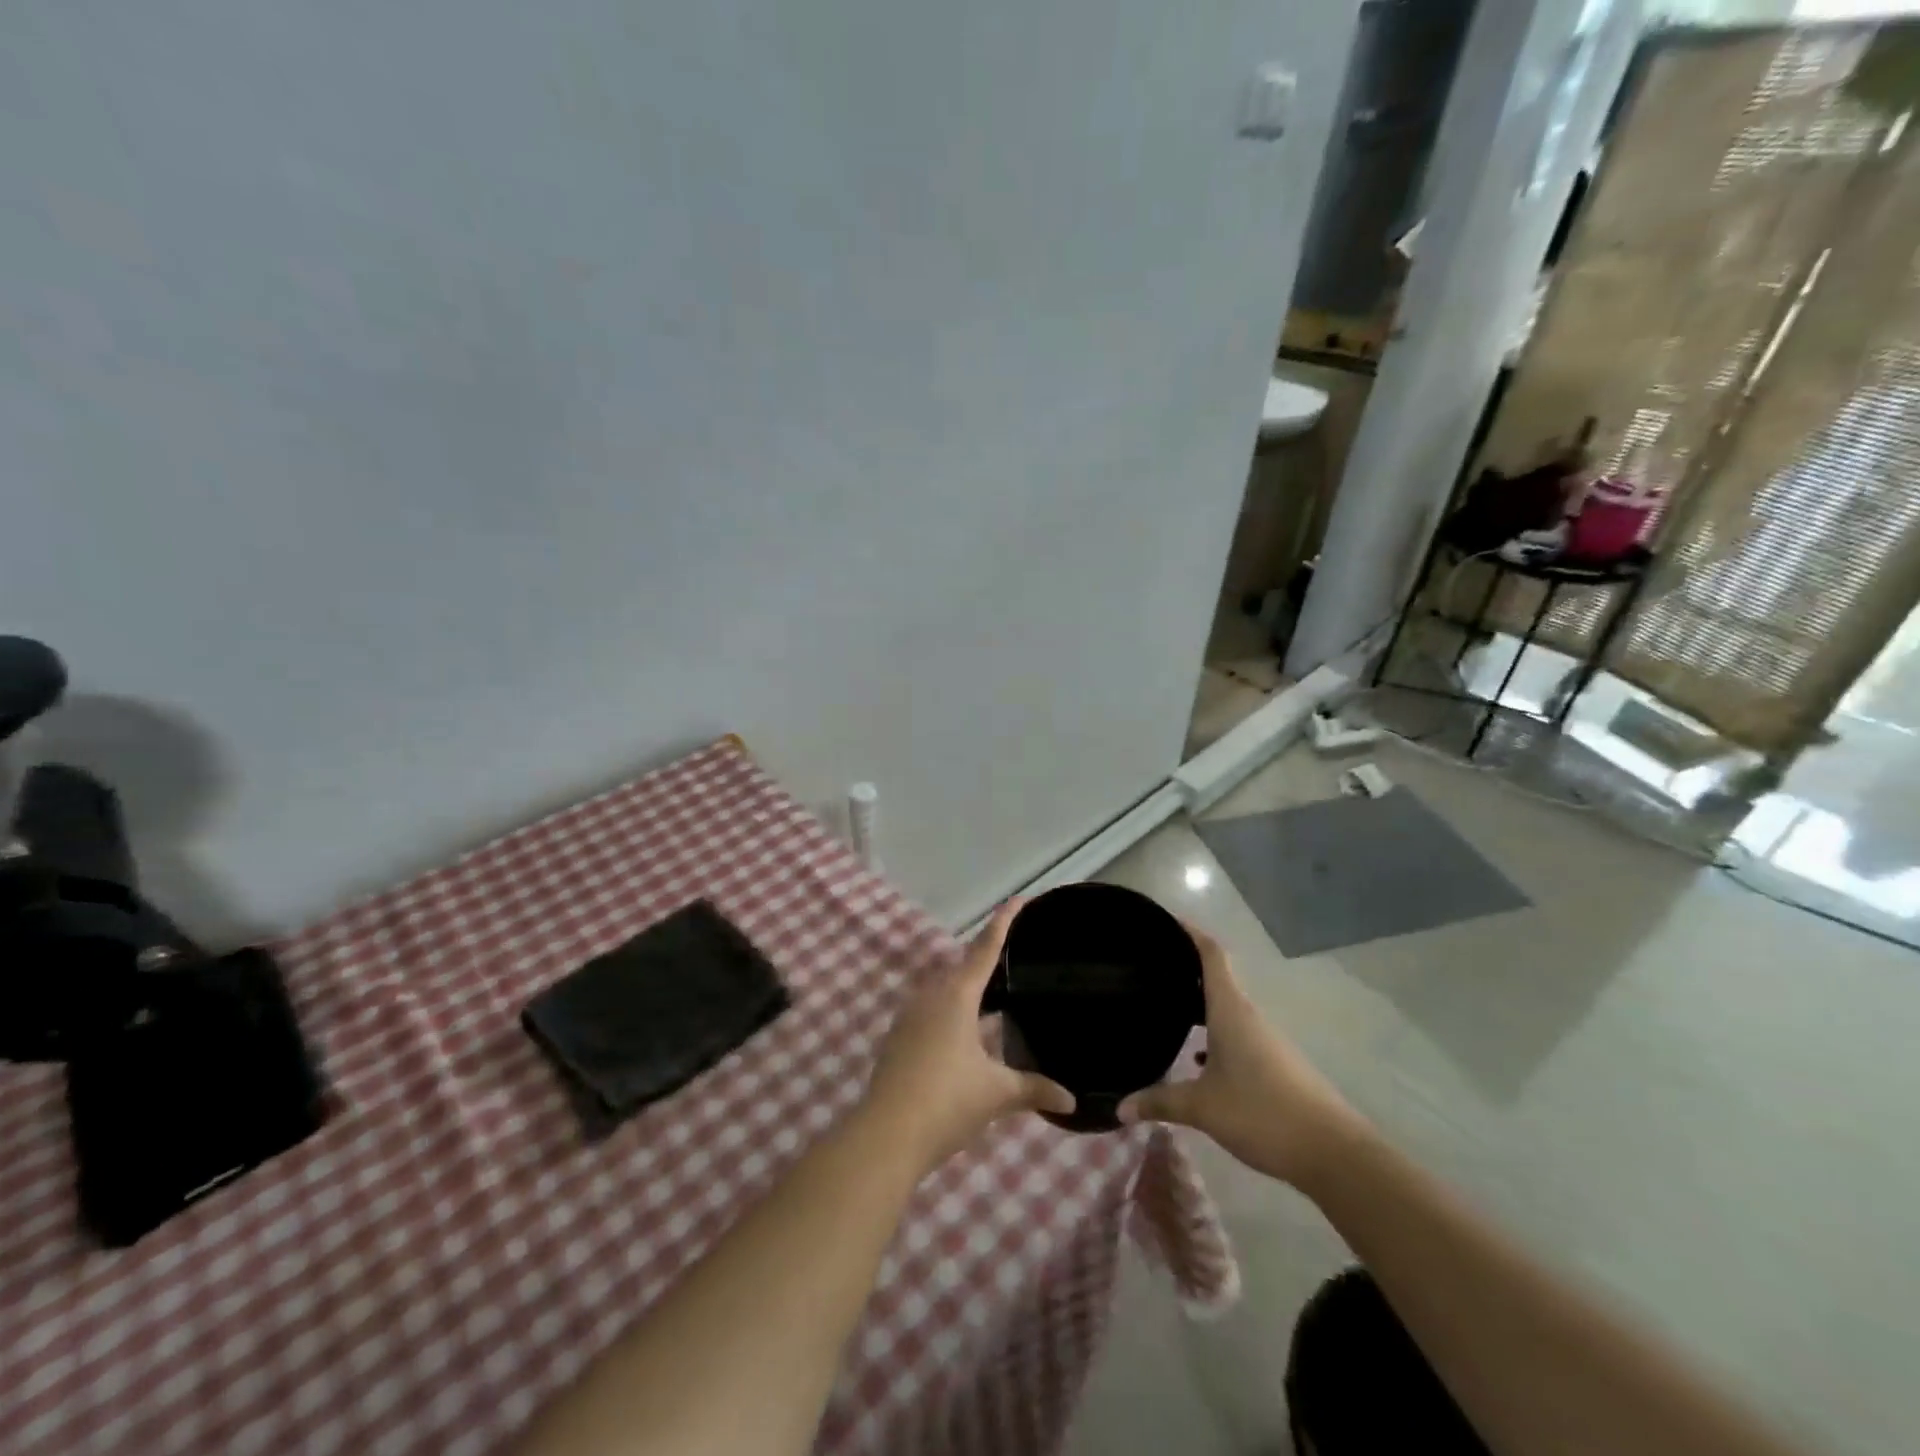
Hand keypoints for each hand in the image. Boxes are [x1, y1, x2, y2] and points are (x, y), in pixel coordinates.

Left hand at [863, 902, 1075, 1165]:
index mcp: (956, 996)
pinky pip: (932, 1013)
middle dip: (986, 962)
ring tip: (996, 1000)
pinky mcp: (899, 1040)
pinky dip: (954, 1015)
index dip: (1003, 923)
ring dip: (968, 993)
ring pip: (945, 992)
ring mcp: (910, 1018)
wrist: (886, 1135)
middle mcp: (930, 997)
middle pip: (962, 968)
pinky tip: (968, 1038)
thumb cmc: (946, 1101)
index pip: (984, 950)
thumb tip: (1070, 1099)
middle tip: (1014, 961)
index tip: (1017, 900)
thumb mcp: (996, 1094)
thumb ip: (1033, 1090)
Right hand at [1117, 921, 1361, 1187]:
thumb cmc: (1261, 1113)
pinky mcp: (1273, 1062)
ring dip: (1198, 1004)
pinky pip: (1235, 1032)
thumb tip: (1119, 1107)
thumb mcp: (1202, 1108)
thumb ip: (1159, 1102)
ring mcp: (1264, 1039)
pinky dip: (1212, 1033)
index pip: (1211, 954)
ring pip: (1224, 1008)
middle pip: (1215, 977)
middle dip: (1184, 969)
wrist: (1331, 1152)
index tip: (1163, 921)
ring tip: (1164, 1007)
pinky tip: (1196, 1057)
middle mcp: (1247, 1015)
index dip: (1189, 932)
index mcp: (1230, 1010)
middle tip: (1148, 968)